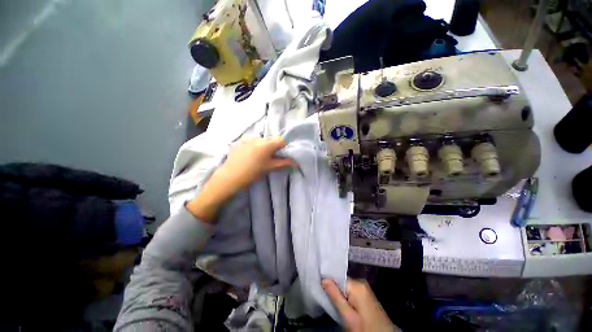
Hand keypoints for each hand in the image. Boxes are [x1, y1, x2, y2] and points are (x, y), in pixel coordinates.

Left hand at [186, 137, 292, 222]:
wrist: (230, 176)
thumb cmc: (253, 172)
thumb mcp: (269, 168)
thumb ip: (283, 163)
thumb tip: (296, 163)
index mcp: (267, 144)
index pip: (281, 140)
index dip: (284, 146)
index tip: (281, 155)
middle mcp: (258, 138)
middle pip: (271, 140)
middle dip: (273, 148)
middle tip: (269, 159)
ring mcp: (248, 139)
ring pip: (261, 141)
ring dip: (263, 147)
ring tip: (257, 158)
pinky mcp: (240, 141)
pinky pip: (252, 142)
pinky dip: (254, 147)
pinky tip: (249, 156)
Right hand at [322, 278, 397, 331]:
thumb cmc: (364, 328)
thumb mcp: (348, 316)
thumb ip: (336, 296)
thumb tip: (324, 278)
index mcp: (357, 284)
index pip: (337, 277)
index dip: (328, 282)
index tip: (319, 286)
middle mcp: (361, 282)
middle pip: (341, 282)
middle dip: (334, 289)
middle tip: (325, 297)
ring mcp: (365, 289)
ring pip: (346, 287)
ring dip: (339, 294)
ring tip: (332, 301)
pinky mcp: (366, 295)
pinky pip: (351, 291)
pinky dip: (345, 297)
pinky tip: (342, 304)